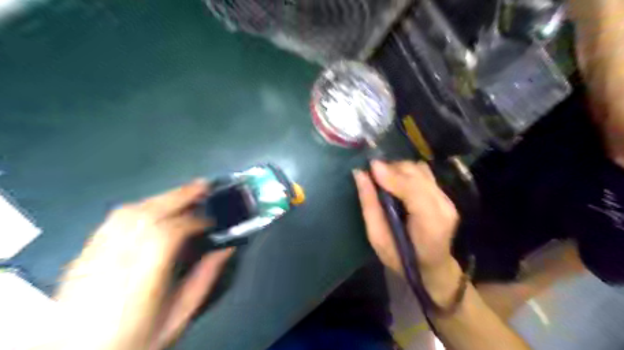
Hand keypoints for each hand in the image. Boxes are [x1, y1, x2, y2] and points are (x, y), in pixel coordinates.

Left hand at [53, 181, 231, 349]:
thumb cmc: (134, 341)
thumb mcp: (177, 317)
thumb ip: (204, 280)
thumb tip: (226, 250)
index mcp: (141, 280)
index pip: (168, 233)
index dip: (194, 220)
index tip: (212, 221)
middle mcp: (114, 261)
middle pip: (147, 214)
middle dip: (179, 195)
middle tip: (203, 186)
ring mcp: (94, 255)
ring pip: (128, 213)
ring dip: (160, 197)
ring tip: (182, 193)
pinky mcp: (83, 254)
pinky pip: (112, 220)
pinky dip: (139, 207)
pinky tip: (152, 207)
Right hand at [354, 161, 458, 305]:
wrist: (432, 267)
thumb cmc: (401, 259)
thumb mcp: (378, 239)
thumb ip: (369, 205)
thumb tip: (360, 174)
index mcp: (430, 225)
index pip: (413, 190)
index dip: (392, 175)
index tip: (370, 166)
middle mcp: (444, 207)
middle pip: (418, 175)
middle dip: (392, 168)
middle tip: (372, 173)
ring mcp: (447, 200)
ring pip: (421, 170)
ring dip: (399, 169)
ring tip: (382, 177)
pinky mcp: (444, 195)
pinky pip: (424, 173)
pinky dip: (407, 172)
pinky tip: (396, 181)